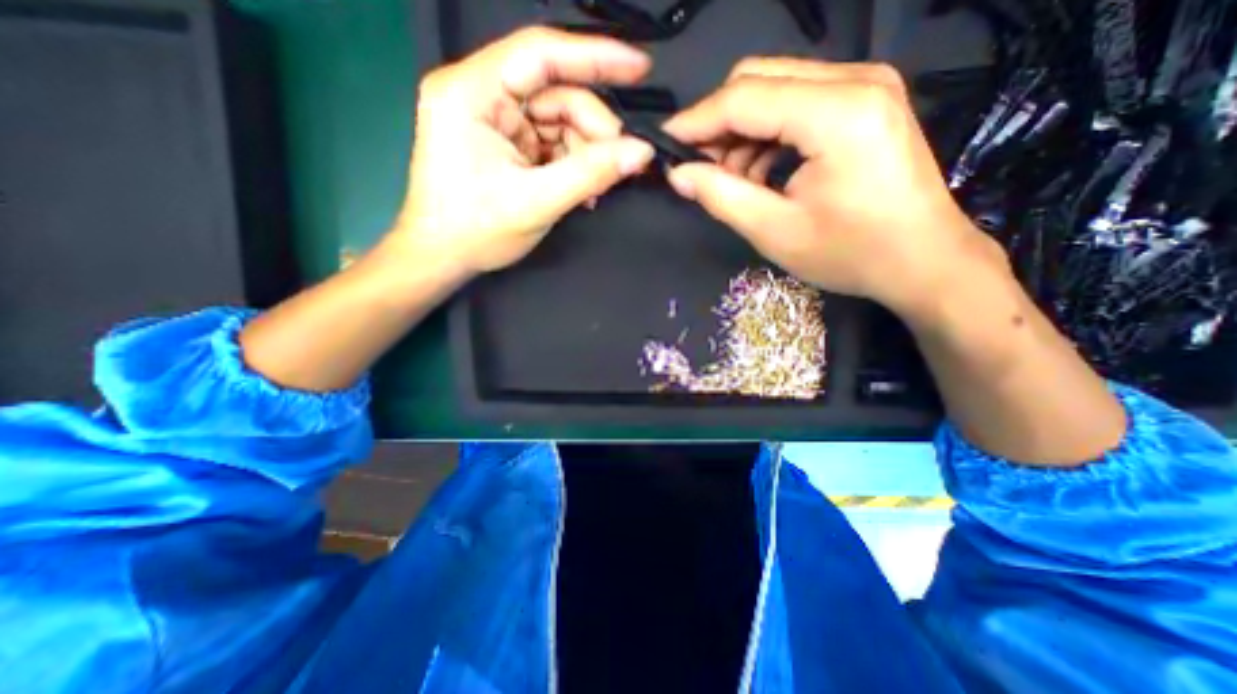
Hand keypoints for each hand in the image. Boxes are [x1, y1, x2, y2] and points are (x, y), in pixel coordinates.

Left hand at [397, 27, 660, 274]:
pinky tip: (584, 191)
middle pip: (555, 94)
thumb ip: (590, 174)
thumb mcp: (537, 202)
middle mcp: (482, 96)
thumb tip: (641, 152)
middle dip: (592, 130)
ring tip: (597, 188)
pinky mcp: (506, 146)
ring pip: (558, 122)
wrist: (443, 259)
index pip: (541, 54)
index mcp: (473, 93)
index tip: (639, 67)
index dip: (595, 56)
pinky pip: (551, 144)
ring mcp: (495, 122)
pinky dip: (573, 165)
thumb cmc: (476, 232)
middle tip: (619, 164)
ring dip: (585, 154)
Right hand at [662, 60, 998, 313]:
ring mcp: (865, 87)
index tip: (664, 144)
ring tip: (736, 182)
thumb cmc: (851, 253)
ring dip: (743, 133)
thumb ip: (722, 196)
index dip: (697, 121)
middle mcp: (855, 81)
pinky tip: (763, 173)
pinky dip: (768, 135)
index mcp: (836, 114)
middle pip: (759, 78)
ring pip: (776, 89)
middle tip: (701, 169)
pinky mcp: (866, 102)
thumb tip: (679, 174)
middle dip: (719, 124)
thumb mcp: (775, 231)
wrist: (923, 260)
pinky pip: (798, 103)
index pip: (744, 98)